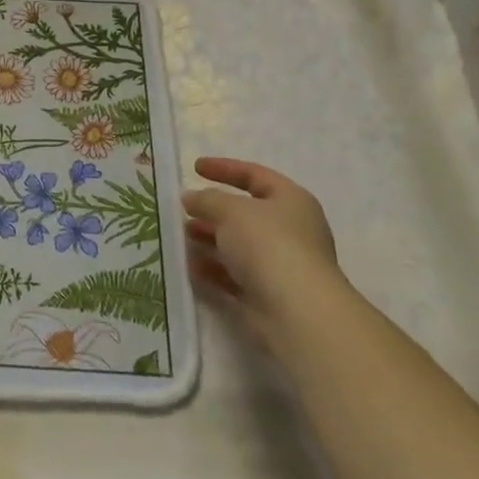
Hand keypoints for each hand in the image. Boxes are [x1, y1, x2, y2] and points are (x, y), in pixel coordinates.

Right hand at [183, 157, 342, 333]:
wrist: (297, 311)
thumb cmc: (268, 244)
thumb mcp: (231, 210)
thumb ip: (207, 199)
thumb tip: (191, 198)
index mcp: (290, 200)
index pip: (255, 175)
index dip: (224, 168)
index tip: (194, 168)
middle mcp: (290, 229)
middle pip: (245, 213)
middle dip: (212, 210)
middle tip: (183, 209)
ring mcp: (280, 263)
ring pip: (237, 245)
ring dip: (209, 239)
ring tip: (181, 237)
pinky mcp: (267, 292)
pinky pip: (234, 274)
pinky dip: (212, 268)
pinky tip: (189, 265)